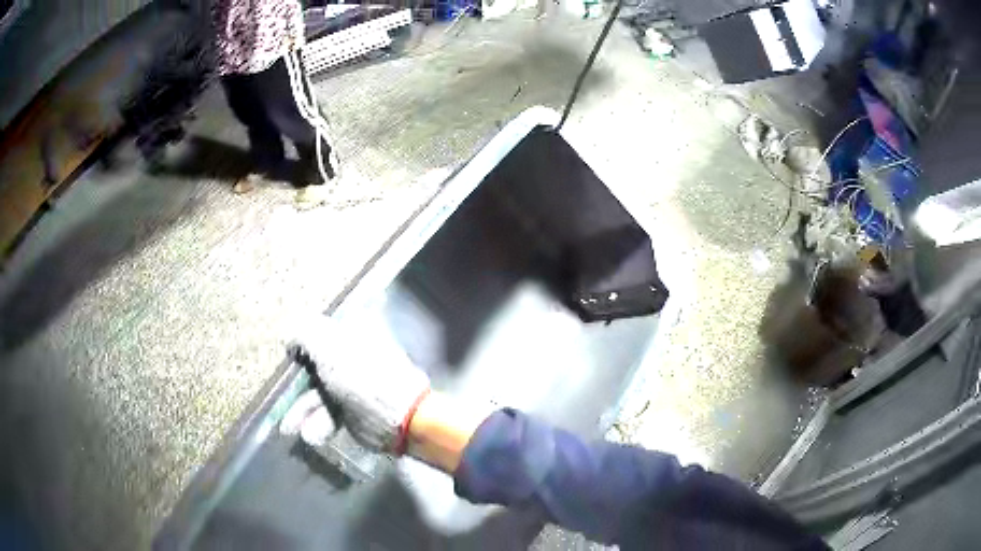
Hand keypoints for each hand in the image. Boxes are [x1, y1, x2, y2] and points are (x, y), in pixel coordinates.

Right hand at [283, 316, 430, 454]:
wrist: (398, 418)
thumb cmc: (361, 376)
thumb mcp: (327, 346)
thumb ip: (304, 333)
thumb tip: (289, 335)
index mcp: (353, 331)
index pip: (318, 331)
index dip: (300, 344)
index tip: (287, 358)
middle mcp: (352, 355)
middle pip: (314, 366)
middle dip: (295, 386)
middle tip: (278, 400)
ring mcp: (353, 385)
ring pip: (317, 393)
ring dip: (301, 410)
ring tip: (288, 428)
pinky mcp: (353, 411)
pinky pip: (329, 413)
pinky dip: (318, 423)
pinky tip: (311, 434)